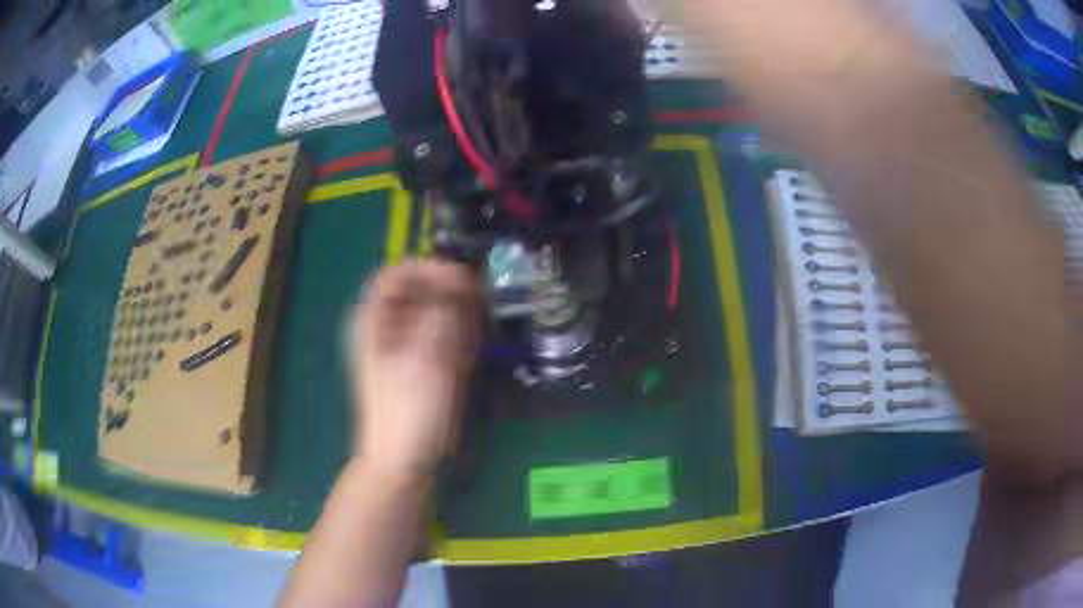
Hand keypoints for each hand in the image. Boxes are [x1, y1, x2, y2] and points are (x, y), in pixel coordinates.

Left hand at [349, 260, 483, 478]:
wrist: (401, 462)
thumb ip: (445, 311)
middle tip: (477, 308)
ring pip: (432, 315)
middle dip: (449, 295)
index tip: (464, 280)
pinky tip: (468, 354)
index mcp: (374, 320)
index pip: (399, 273)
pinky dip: (455, 340)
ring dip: (456, 319)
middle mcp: (384, 328)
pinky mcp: (417, 366)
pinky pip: (438, 339)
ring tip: (474, 336)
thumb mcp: (428, 357)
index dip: (431, 269)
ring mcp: (400, 347)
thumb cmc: (409, 410)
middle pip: (418, 292)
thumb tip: (462, 278)